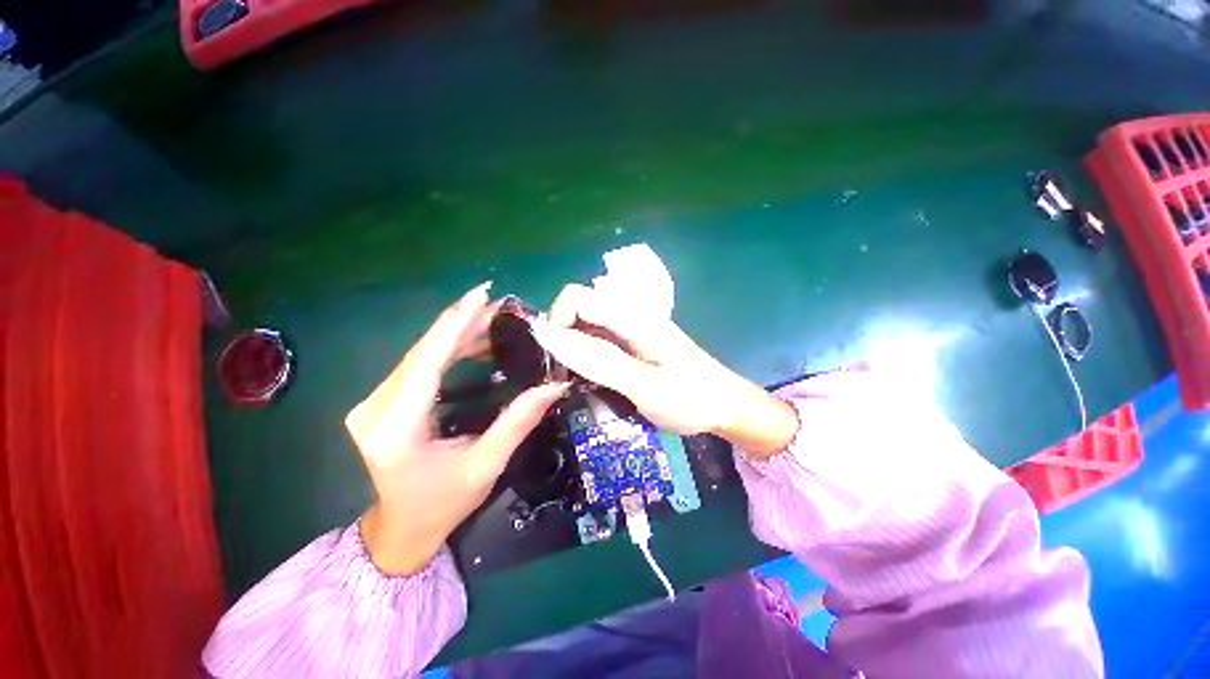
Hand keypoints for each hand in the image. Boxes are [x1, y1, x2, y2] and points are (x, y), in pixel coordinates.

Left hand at [346, 283, 568, 574]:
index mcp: (396, 428)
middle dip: (462, 323)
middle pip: (422, 352)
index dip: (455, 323)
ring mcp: (373, 404)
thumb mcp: (487, 464)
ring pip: (420, 355)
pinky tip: (474, 342)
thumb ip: (518, 421)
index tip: (480, 294)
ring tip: (493, 319)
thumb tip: (555, 385)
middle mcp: (374, 409)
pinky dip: (447, 350)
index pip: (427, 362)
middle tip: (499, 305)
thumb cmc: (444, 503)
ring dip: (457, 334)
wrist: (402, 528)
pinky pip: (418, 366)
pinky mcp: (381, 403)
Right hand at [531, 284, 797, 456]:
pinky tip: (591, 381)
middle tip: (564, 377)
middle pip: (580, 311)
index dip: (556, 321)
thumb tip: (550, 335)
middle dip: (563, 339)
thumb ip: (598, 360)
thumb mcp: (643, 384)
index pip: (577, 297)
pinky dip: (588, 359)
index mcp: (632, 317)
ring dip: (574, 351)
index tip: (554, 358)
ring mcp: (633, 332)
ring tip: (575, 383)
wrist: (727, 408)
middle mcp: (629, 317)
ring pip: (588, 329)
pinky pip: (601, 344)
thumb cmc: (690, 398)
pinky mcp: (635, 346)